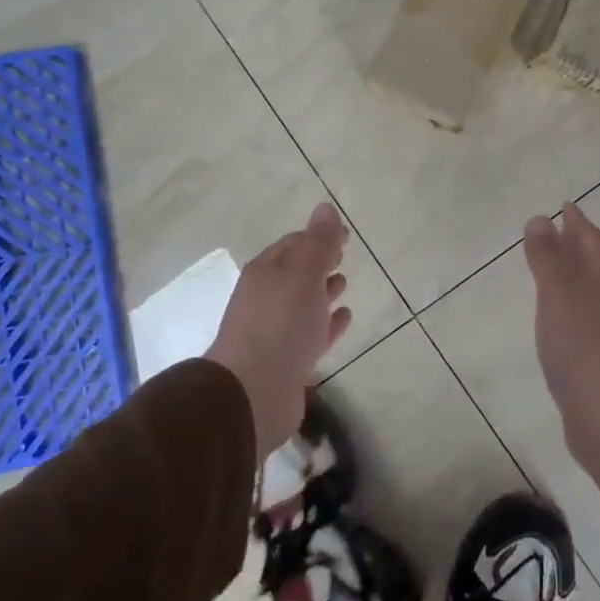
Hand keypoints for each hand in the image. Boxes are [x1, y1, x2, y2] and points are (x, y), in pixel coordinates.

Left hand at [206, 203, 352, 459]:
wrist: (253, 392)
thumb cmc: (280, 324)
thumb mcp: (303, 274)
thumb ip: (318, 243)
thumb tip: (325, 208)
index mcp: (266, 272)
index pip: (293, 244)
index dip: (318, 236)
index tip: (345, 235)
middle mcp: (267, 299)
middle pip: (296, 273)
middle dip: (318, 262)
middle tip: (343, 255)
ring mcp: (276, 331)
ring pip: (303, 304)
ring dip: (323, 292)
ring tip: (345, 283)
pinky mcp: (288, 361)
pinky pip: (313, 334)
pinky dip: (329, 323)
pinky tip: (346, 317)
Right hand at [523, 202, 599, 517]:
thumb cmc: (580, 347)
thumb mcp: (557, 295)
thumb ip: (547, 257)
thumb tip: (540, 219)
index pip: (592, 240)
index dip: (577, 222)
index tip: (565, 205)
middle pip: (597, 263)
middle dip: (579, 245)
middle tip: (560, 231)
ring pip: (594, 291)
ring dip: (577, 275)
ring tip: (557, 271)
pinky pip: (587, 318)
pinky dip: (573, 305)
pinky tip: (563, 318)